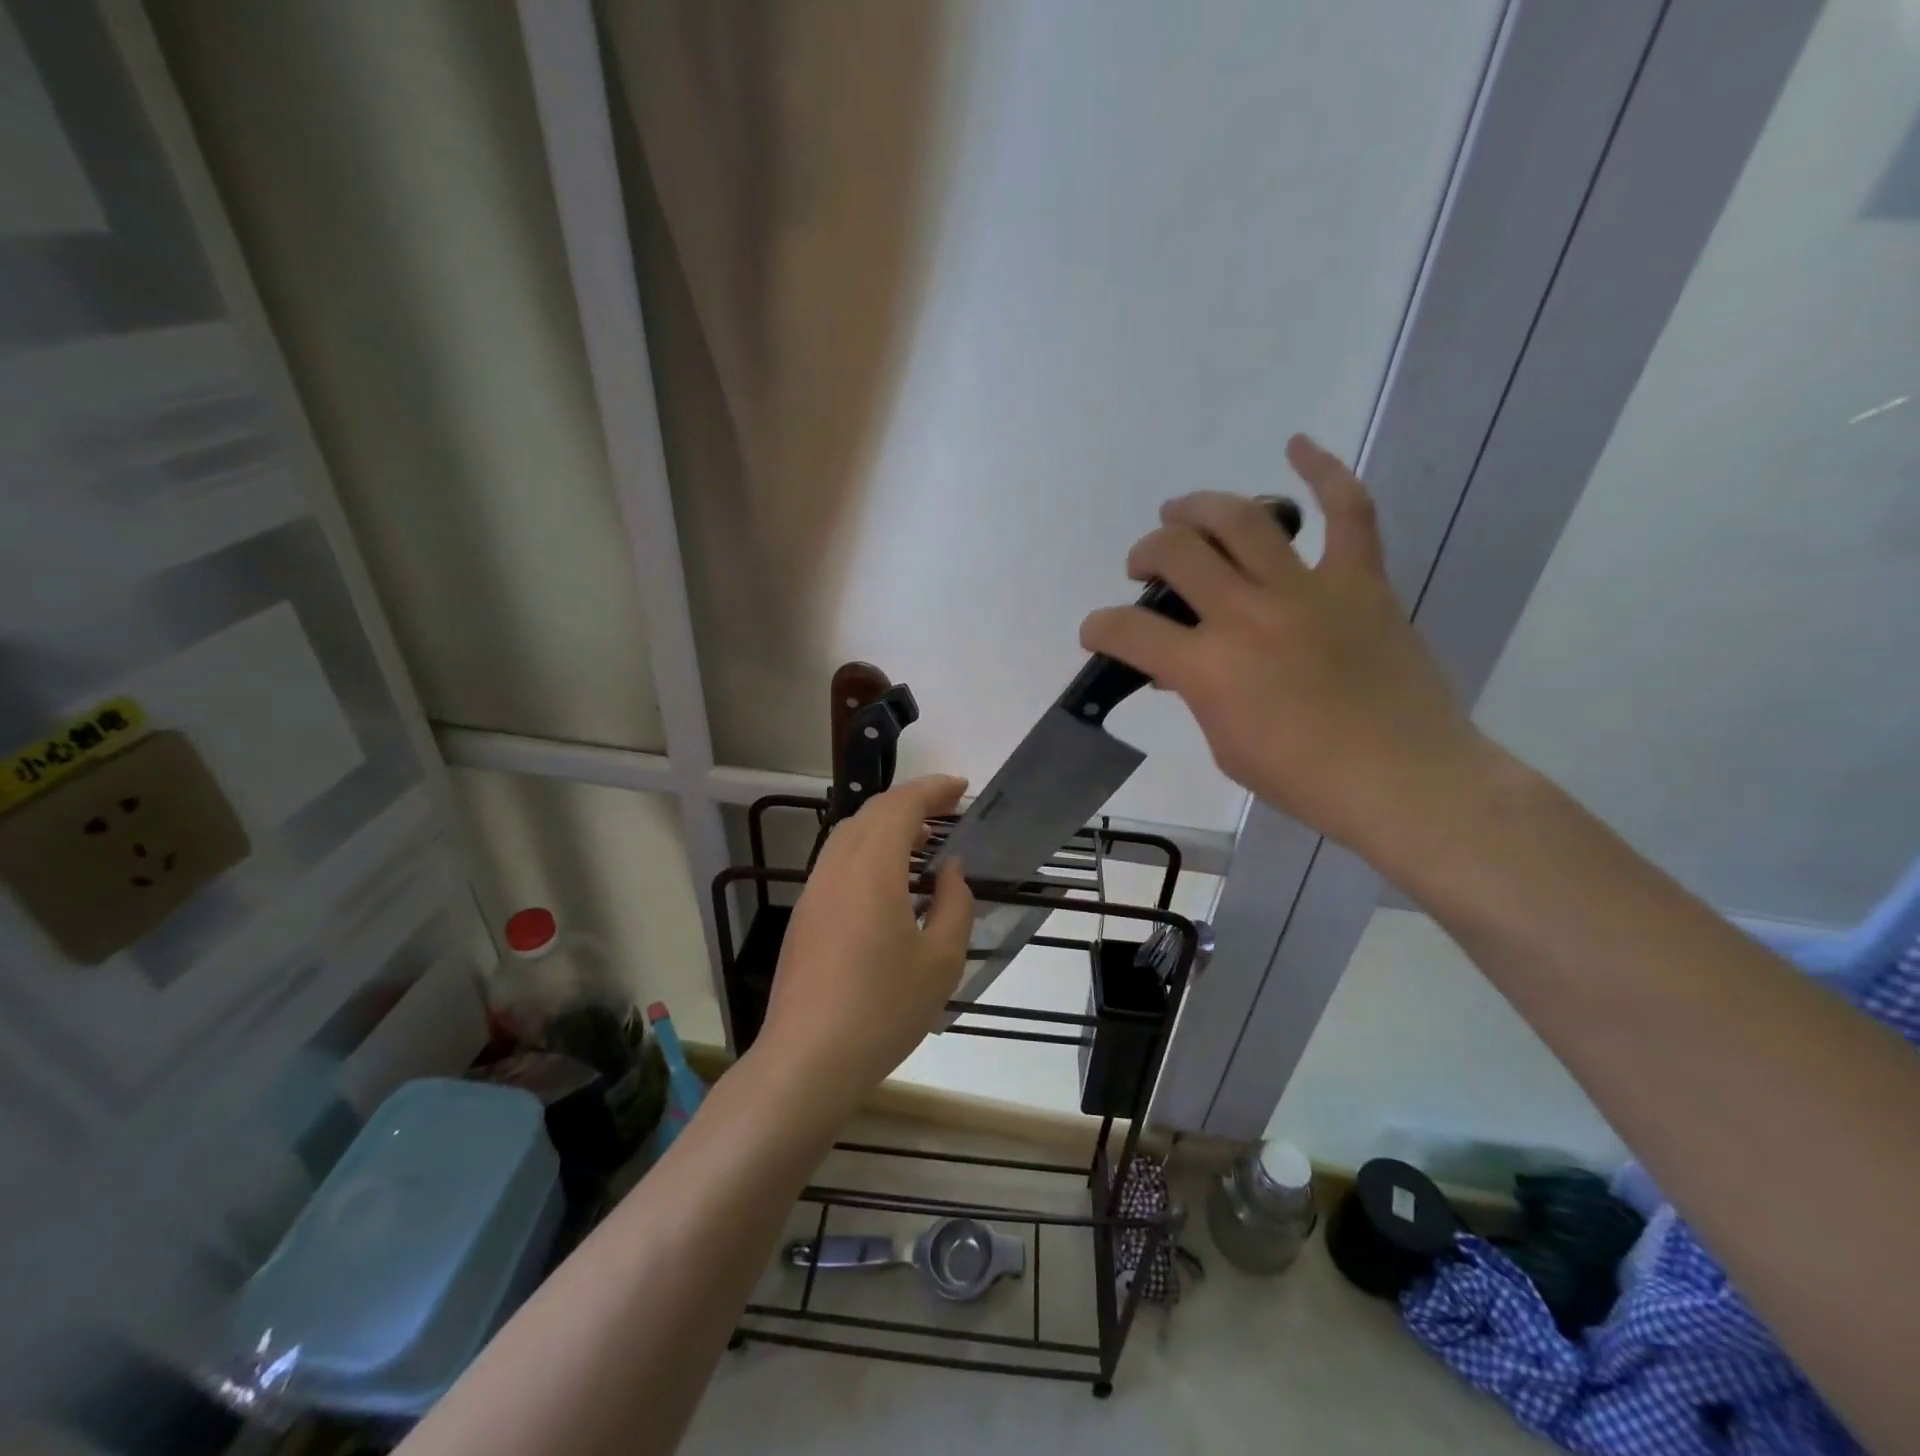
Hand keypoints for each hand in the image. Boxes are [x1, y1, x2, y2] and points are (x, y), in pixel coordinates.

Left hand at [757, 775, 973, 1110]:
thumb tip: (950, 870)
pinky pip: (838, 859)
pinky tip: (888, 879)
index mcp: (872, 869)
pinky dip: (867, 849)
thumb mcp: (940, 961)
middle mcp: (837, 867)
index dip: (933, 789)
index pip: (901, 806)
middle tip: (947, 809)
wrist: (807, 1060)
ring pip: (849, 833)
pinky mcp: (804, 914)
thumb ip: (953, 905)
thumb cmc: (882, 1009)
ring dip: (886, 824)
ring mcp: (814, 890)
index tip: (962, 788)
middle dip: (911, 800)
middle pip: (872, 812)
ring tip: (922, 840)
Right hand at [1079, 435, 1486, 862]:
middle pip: (1176, 553)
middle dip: (1145, 554)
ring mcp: (1306, 590)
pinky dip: (1324, 472)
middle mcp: (1247, 614)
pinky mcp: (1359, 581)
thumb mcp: (1225, 745)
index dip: (1099, 627)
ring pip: (1240, 519)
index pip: (1127, 630)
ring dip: (1197, 508)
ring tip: (1181, 512)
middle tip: (1146, 568)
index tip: (1098, 632)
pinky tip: (1297, 446)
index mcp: (1208, 667)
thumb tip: (1185, 665)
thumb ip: (1198, 694)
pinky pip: (1346, 512)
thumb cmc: (1304, 778)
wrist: (1403, 780)